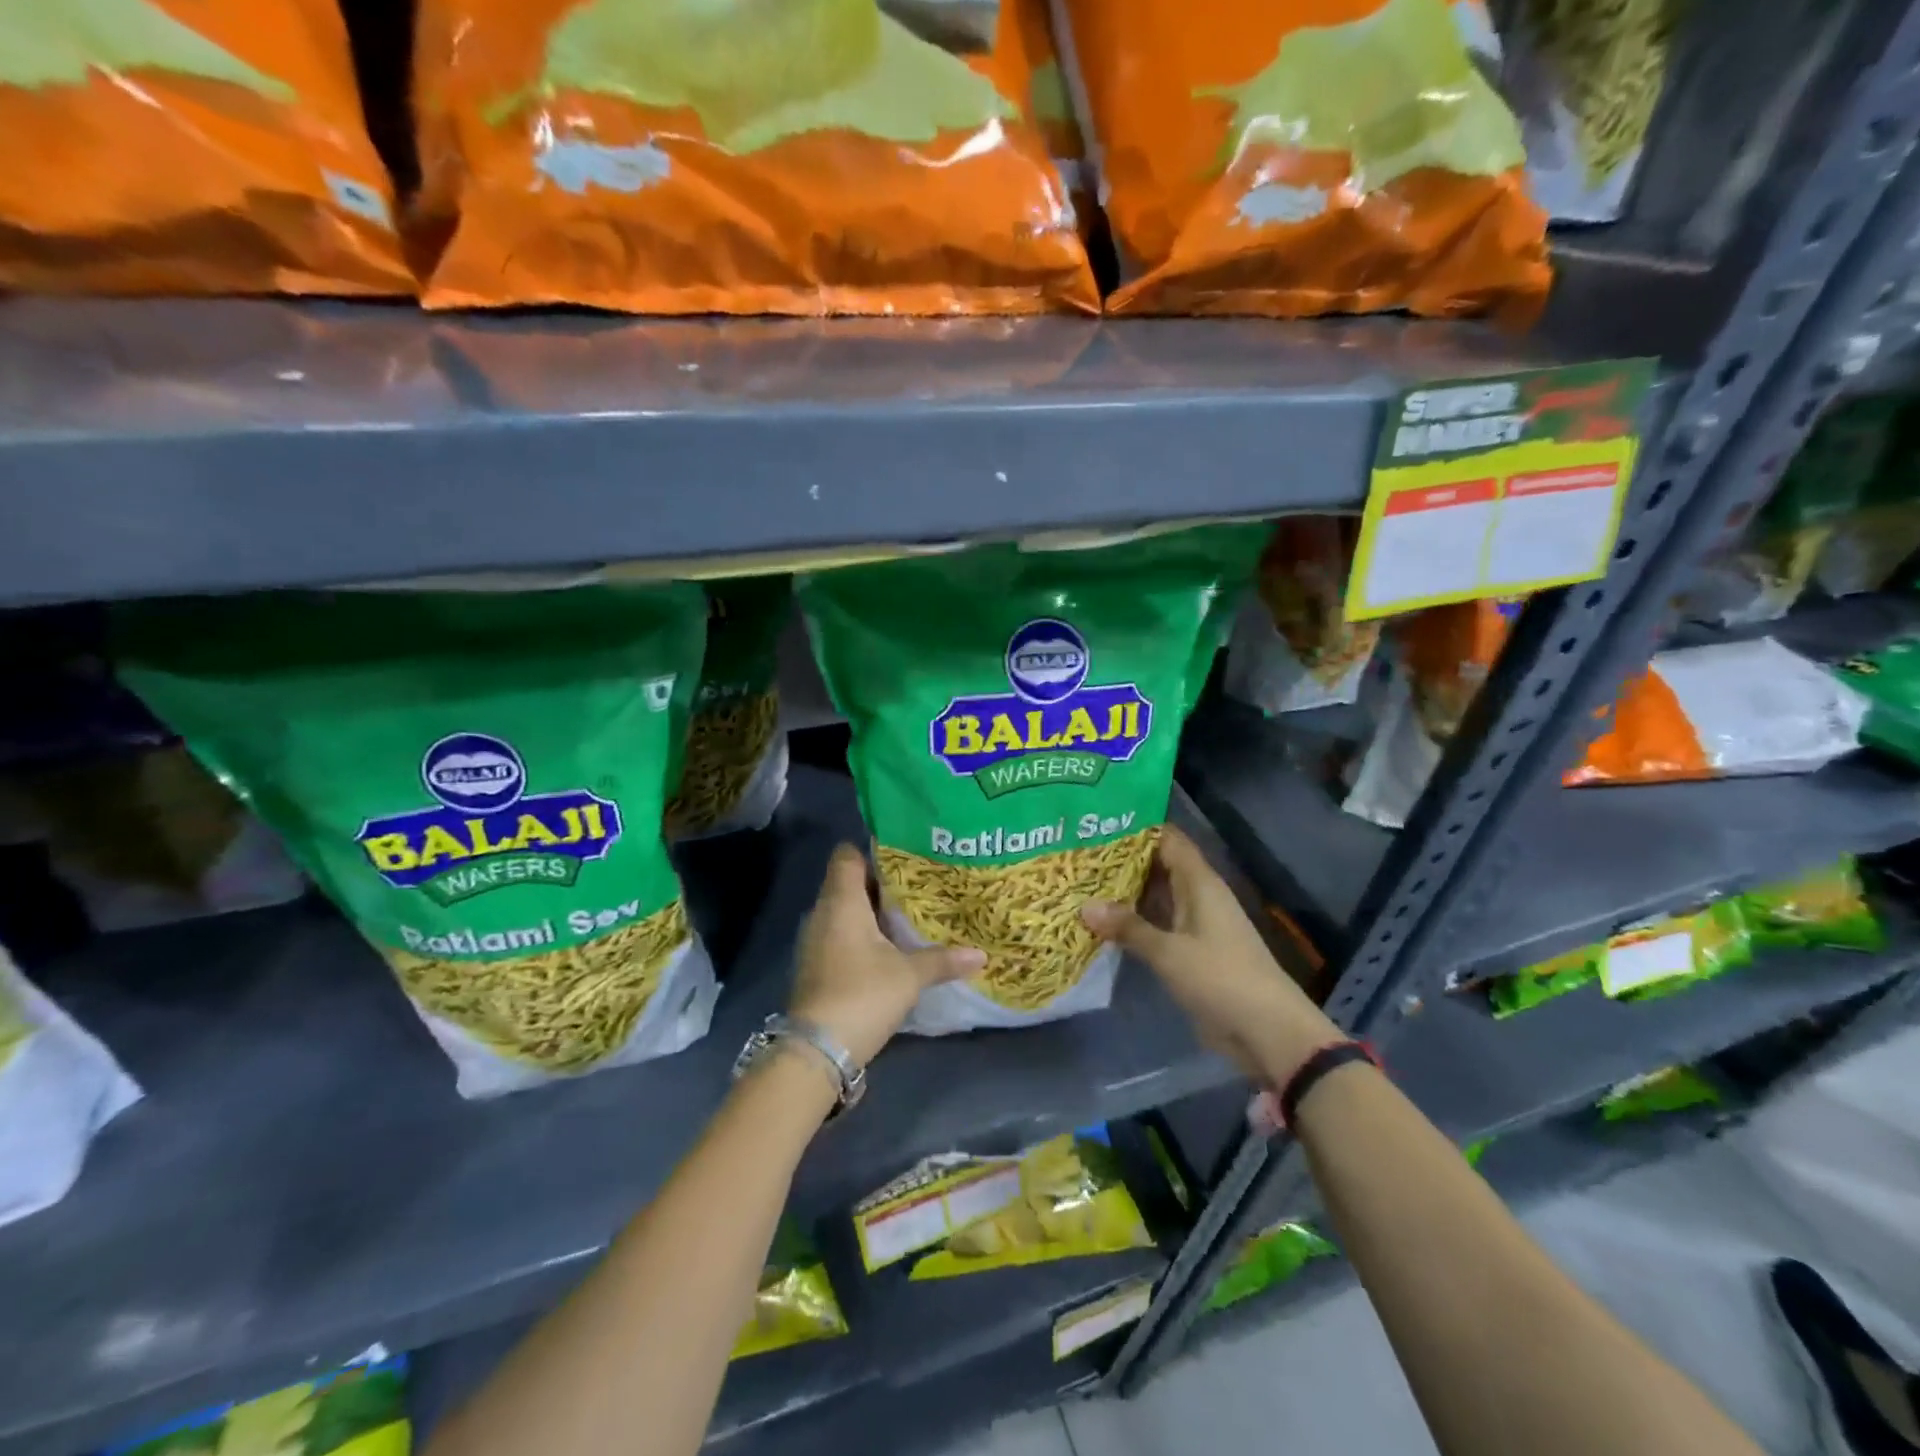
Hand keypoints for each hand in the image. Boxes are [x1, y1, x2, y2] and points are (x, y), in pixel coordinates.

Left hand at [789, 845, 985, 1067]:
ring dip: (872, 912)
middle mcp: (822, 913)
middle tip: (919, 885)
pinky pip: (840, 935)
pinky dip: (862, 936)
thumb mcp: (909, 975)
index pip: (847, 855)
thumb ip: (943, 960)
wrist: (817, 1050)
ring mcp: (815, 941)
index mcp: (841, 901)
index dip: (872, 851)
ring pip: (845, 911)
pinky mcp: (817, 966)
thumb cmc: (862, 994)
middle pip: (849, 883)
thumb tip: (981, 955)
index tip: (904, 856)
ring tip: (910, 915)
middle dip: (881, 883)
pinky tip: (890, 948)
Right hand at [1082, 826, 1339, 1083]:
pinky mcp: (1191, 951)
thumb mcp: (1169, 952)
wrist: (1267, 1031)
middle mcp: (1198, 896)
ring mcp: (1195, 925)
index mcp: (1200, 883)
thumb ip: (1128, 927)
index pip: (1168, 840)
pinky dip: (1133, 921)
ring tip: (1081, 883)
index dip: (1137, 828)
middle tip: (1078, 854)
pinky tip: (1102, 923)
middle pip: (1158, 866)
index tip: (1098, 823)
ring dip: (1125, 892)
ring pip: (1156, 897)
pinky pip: (1157, 925)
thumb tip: (1084, 905)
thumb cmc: (1221, 978)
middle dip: (1122, 860)